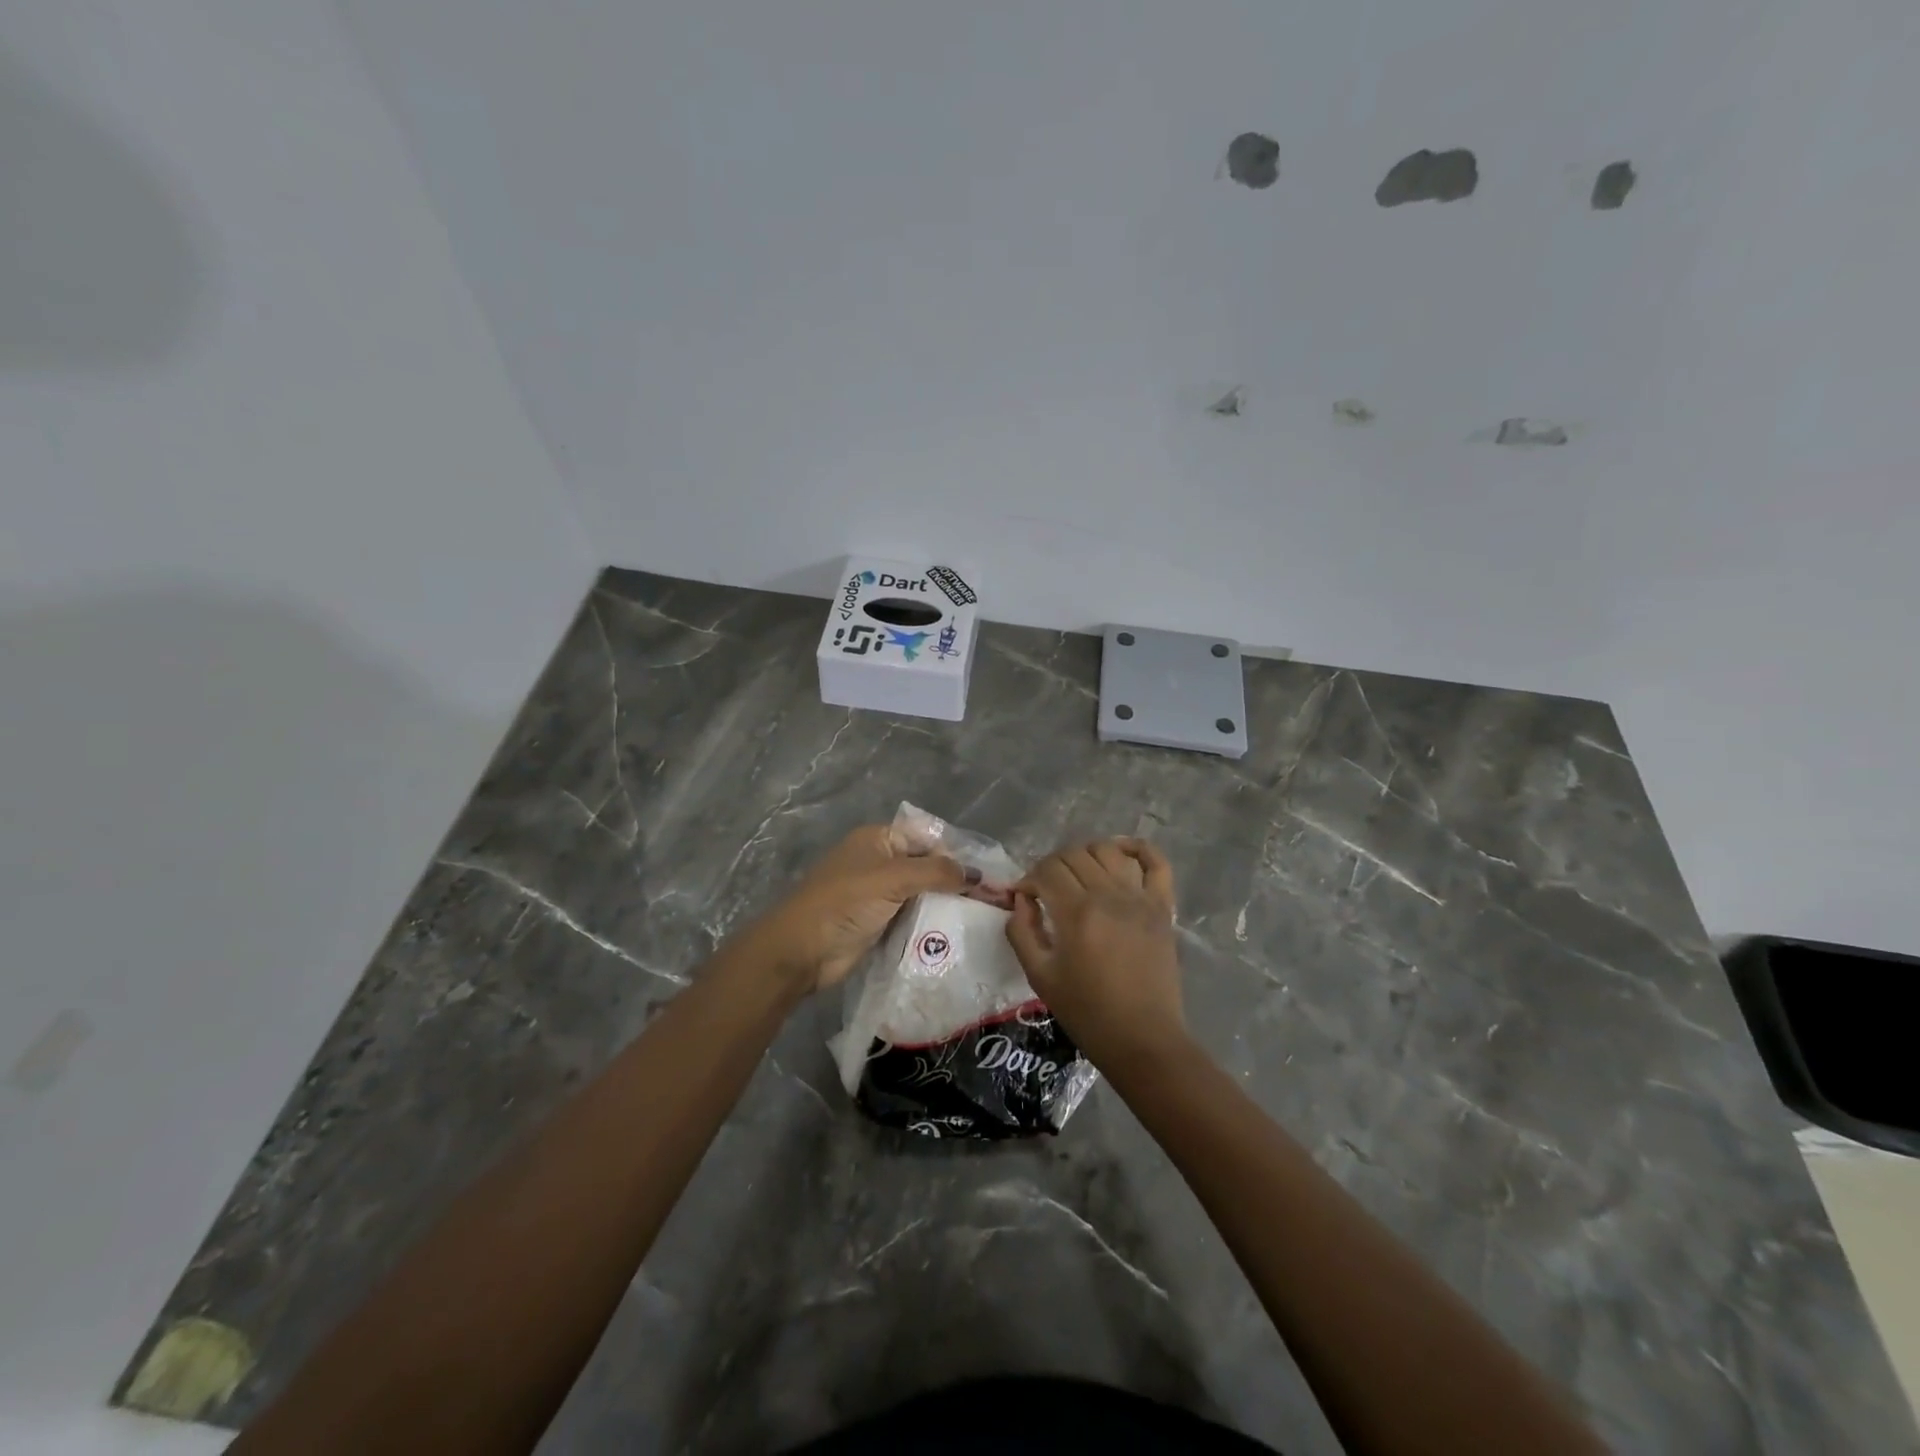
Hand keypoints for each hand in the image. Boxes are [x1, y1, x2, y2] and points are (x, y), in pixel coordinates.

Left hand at [744, 825, 970, 992]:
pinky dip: (931, 922)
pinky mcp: (878, 922)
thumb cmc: (844, 902)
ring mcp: (878, 894)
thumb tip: (977, 874)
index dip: (956, 852)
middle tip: (992, 897)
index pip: (927, 837)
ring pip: (921, 893)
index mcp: (878, 839)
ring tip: (984, 915)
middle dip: (955, 879)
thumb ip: (936, 872)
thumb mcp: (892, 878)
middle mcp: (879, 861)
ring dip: (945, 903)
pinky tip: (957, 931)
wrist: (801, 951)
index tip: (988, 873)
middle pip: (926, 865)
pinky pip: (912, 916)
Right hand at [1005, 838, 1188, 1071]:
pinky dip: (1139, 849)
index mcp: (1076, 912)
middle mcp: (1108, 895)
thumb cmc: (1087, 1012)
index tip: (1024, 897)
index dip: (1029, 879)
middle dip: (1051, 866)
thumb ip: (1022, 931)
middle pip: (1073, 855)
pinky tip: (1121, 852)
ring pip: (1108, 851)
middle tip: (1046, 889)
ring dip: (1085, 854)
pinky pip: (1156, 862)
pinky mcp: (1163, 907)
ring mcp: (1140, 898)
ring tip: (1078, 875)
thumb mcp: (1039, 976)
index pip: (1046, 870)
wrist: (1142, 1039)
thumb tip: (1021, 899)